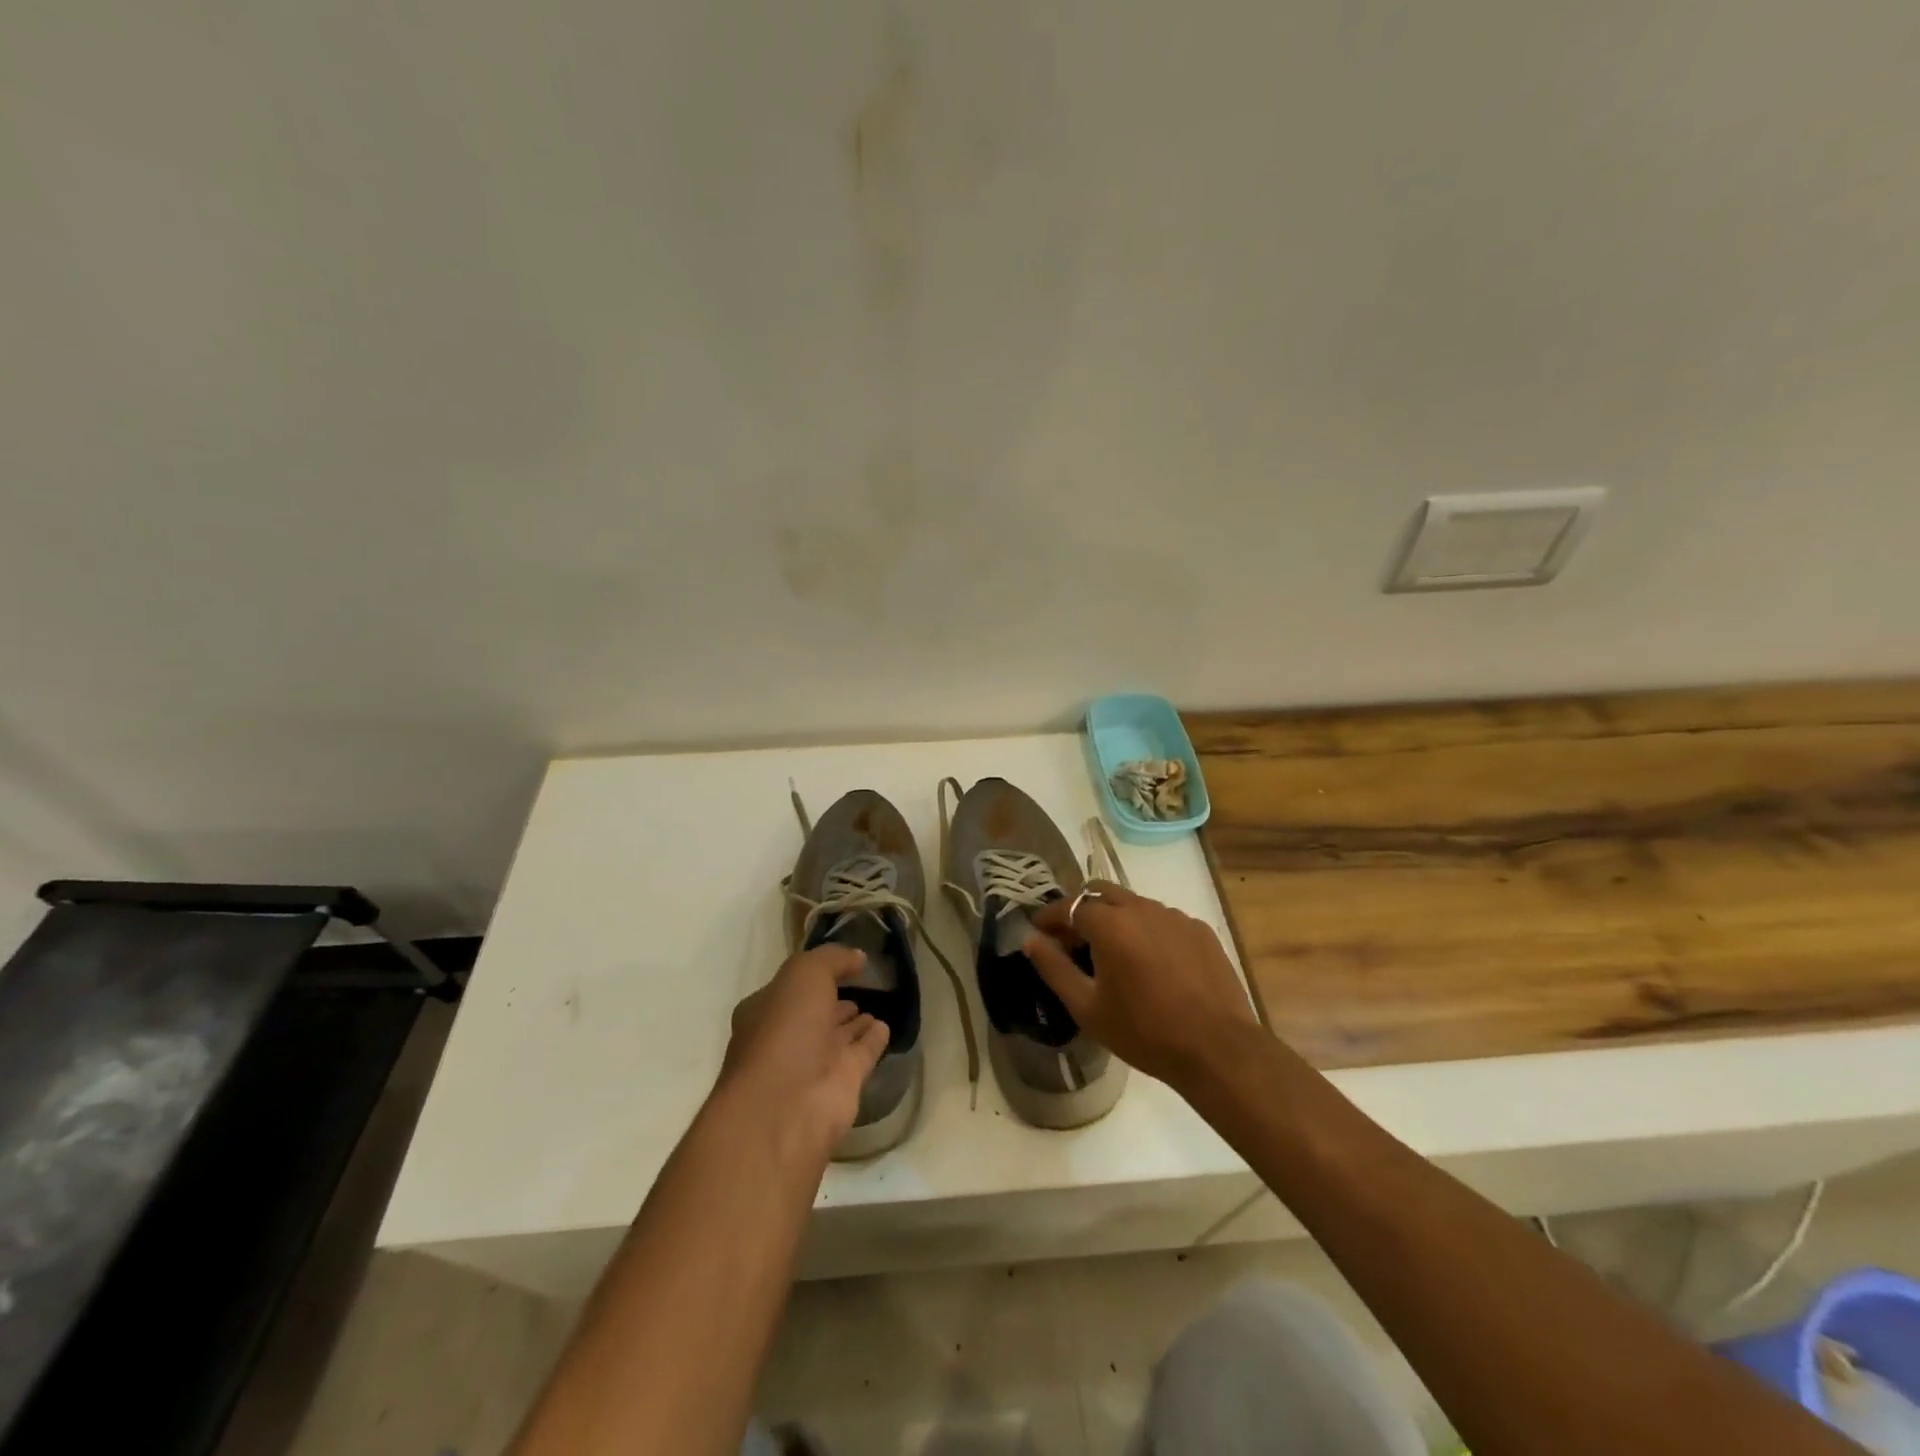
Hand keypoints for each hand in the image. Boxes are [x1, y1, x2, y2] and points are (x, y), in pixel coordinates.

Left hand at [720, 945, 888, 1159]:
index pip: (792, 987)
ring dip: (855, 1021)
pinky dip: (873, 1040)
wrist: (787, 1106)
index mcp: (766, 1011)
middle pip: (816, 1012)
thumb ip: (832, 959)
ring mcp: (815, 1062)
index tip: (843, 962)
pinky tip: (886, 1026)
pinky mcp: (843, 1083)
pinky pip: (862, 1053)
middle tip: (863, 983)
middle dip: (835, 1000)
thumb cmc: (785, 1030)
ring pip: (840, 1035)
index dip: (816, 974)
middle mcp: (788, 1037)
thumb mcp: (804, 974)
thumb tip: (858, 957)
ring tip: (877, 1004)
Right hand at [1025, 882, 1258, 1092]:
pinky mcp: (1200, 930)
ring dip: (1116, 918)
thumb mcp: (1087, 1007)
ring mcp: (1175, 916)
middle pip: (1101, 892)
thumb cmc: (1144, 1031)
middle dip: (1082, 909)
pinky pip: (1163, 920)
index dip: (1049, 917)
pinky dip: (1147, 931)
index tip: (1038, 931)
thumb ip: (1054, 968)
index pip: (1069, 905)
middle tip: (1073, 939)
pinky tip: (1152, 964)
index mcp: (1110, 923)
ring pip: (1134, 904)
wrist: (1217, 1049)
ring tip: (1114, 953)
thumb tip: (1031, 940)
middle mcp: (1142, 908)